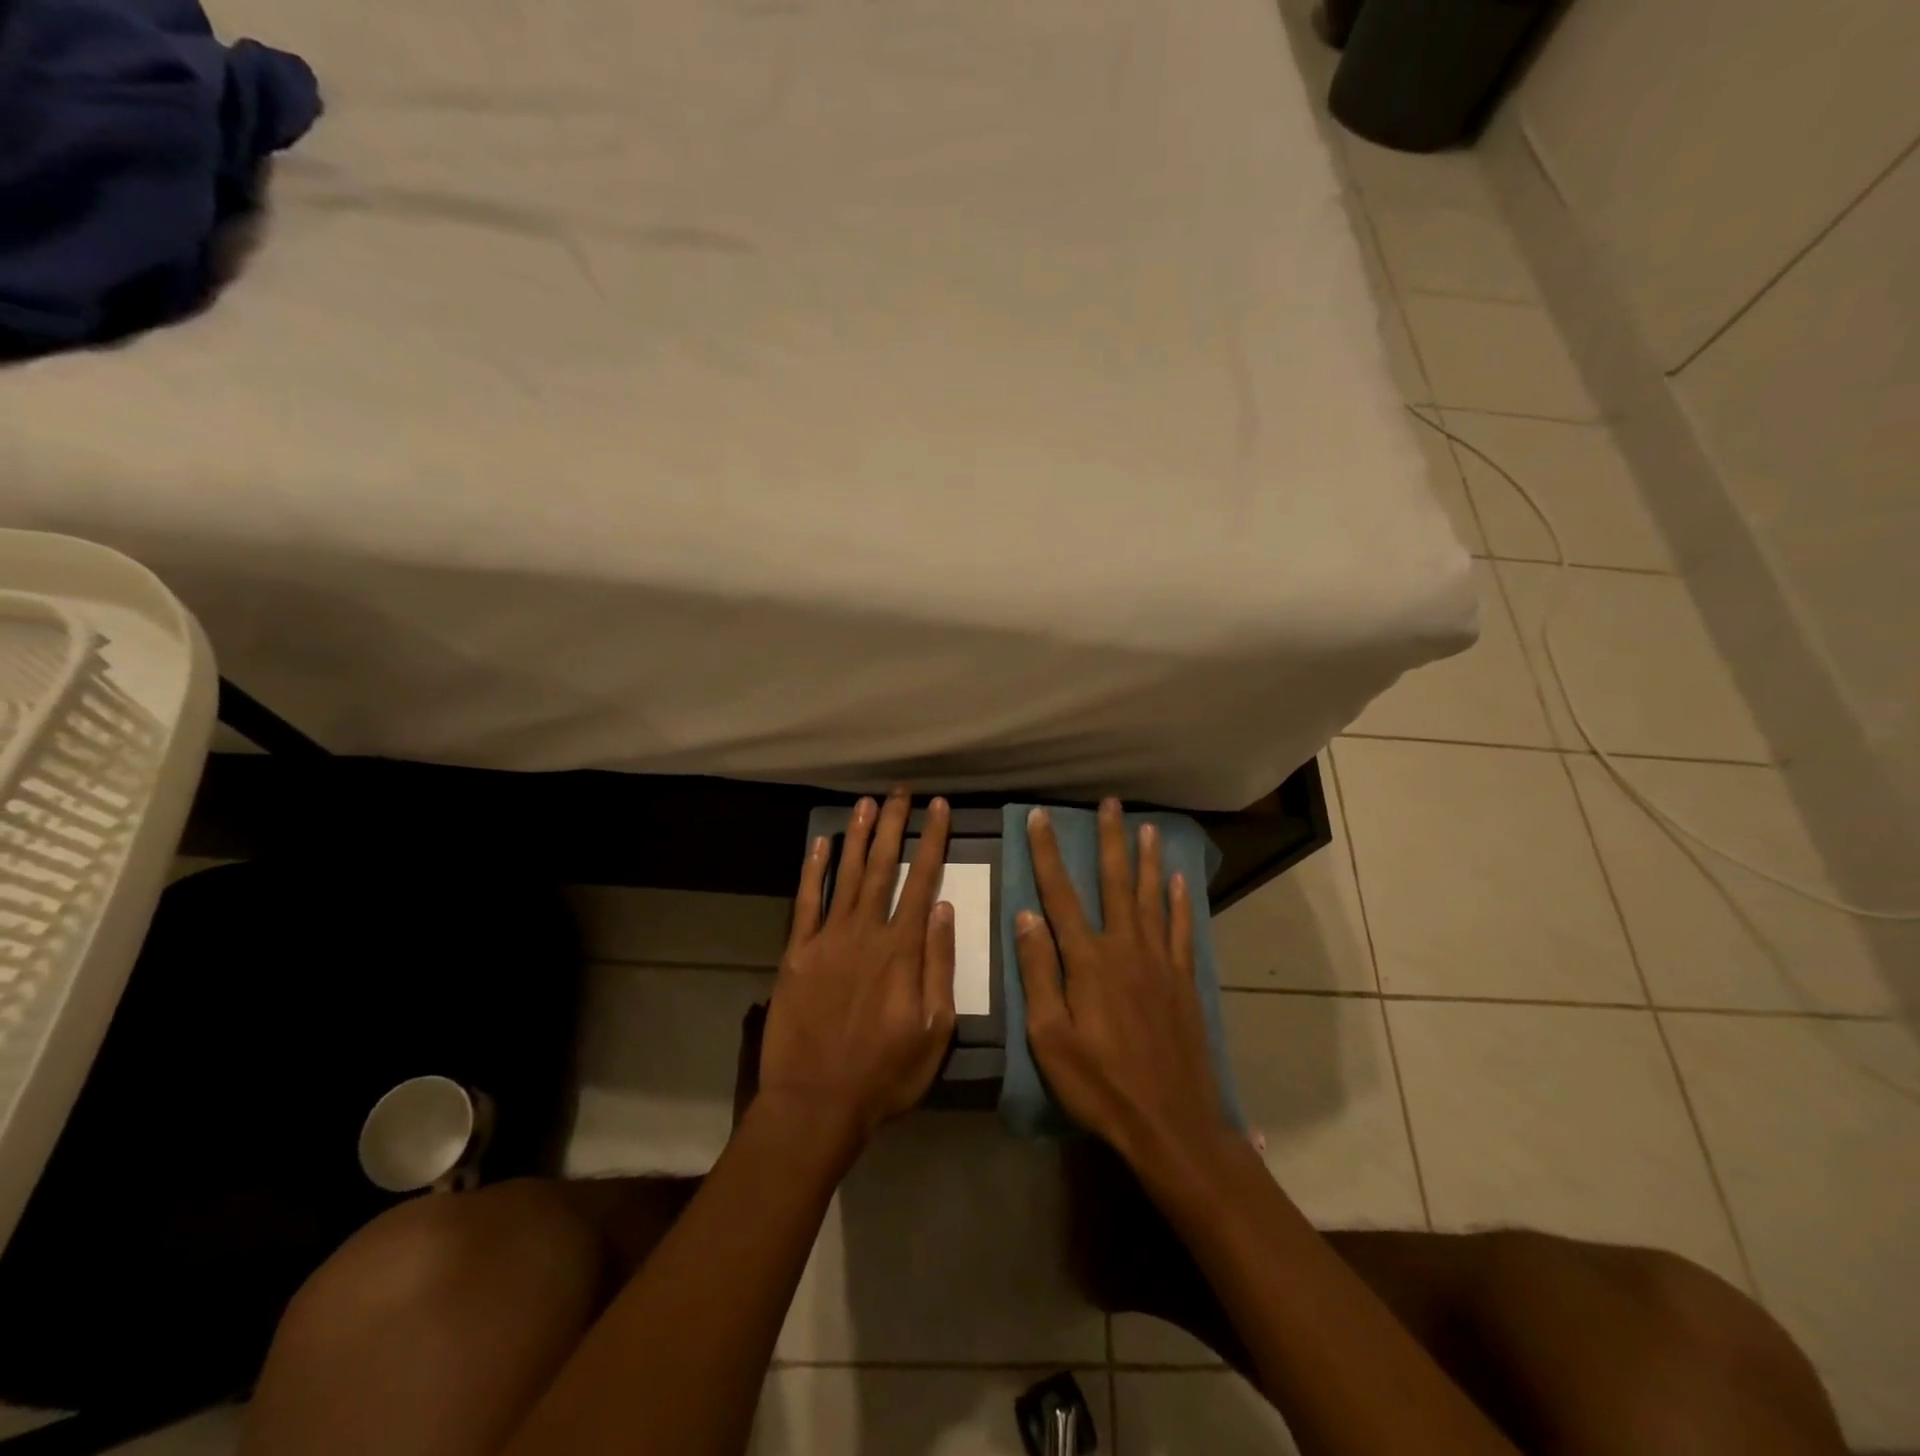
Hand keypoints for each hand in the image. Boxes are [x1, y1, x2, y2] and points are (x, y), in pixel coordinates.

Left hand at [760, 789, 956, 1141]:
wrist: (816, 1102)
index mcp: (902, 949)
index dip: (932, 840)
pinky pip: (806, 902)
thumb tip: (944, 908)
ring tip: (867, 803)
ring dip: (858, 836)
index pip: (922, 880)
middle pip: (883, 866)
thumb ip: (939, 964)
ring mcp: (827, 939)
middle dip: (894, 824)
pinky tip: (821, 844)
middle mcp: (865, 931)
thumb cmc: (885, 1073)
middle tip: (901, 791)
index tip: (939, 808)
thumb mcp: (934, 1029)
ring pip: (847, 874)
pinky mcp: (797, 952)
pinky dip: (814, 870)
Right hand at [1016, 799, 1224, 1166]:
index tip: (1039, 817)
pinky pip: (1181, 930)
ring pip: (1152, 897)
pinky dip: (1179, 902)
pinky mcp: (1183, 980)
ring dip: (1148, 860)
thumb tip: (1025, 916)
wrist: (1170, 1121)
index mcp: (1088, 960)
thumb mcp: (1049, 1037)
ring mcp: (1160, 962)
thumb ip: (1038, 973)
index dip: (1047, 853)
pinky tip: (1179, 881)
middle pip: (1115, 883)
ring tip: (1148, 828)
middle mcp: (1125, 948)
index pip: (1060, 894)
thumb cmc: (1099, 1083)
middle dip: (1110, 840)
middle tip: (1110, 804)